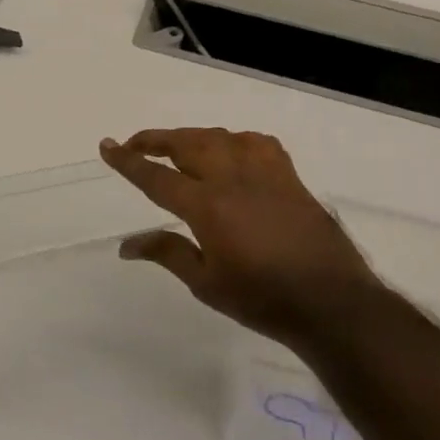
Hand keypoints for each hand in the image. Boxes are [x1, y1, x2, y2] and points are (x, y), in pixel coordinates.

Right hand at [99, 129, 382, 349]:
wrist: (332, 302)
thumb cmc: (262, 299)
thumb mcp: (206, 284)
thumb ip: (167, 253)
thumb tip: (126, 245)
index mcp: (207, 206)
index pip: (156, 177)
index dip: (128, 161)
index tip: (107, 146)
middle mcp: (233, 179)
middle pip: (186, 144)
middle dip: (155, 140)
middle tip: (135, 144)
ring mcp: (265, 173)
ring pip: (220, 137)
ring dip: (191, 137)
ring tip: (176, 148)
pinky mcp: (289, 177)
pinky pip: (256, 143)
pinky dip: (234, 140)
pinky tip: (230, 151)